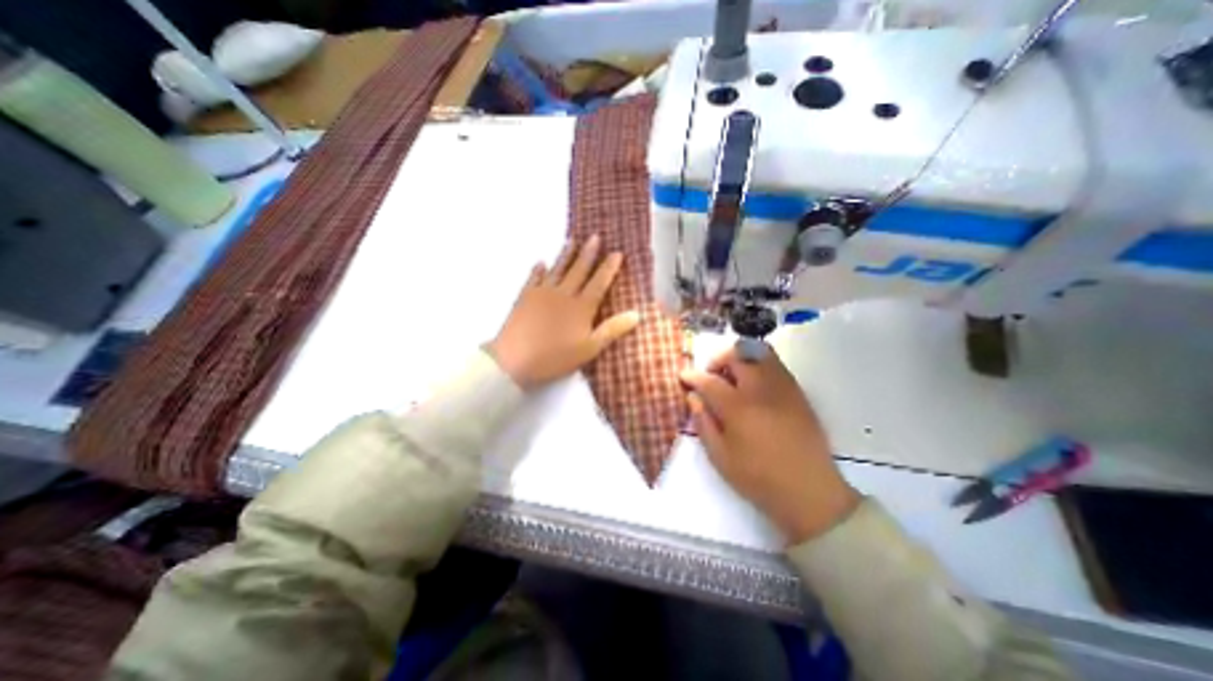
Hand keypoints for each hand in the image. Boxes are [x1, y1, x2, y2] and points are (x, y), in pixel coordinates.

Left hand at [487, 238, 639, 386]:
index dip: (609, 267)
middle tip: (595, 237)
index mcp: (581, 306)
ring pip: (557, 269)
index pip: (599, 282)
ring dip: (566, 254)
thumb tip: (637, 313)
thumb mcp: (589, 348)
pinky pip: (533, 277)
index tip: (617, 252)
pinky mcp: (525, 296)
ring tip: (572, 240)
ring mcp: (542, 293)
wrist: (514, 359)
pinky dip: (538, 269)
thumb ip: (612, 330)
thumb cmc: (555, 357)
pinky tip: (541, 263)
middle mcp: (563, 294)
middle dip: (588, 253)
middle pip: (578, 270)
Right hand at [682, 349, 860, 544]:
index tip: (684, 377)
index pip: (709, 380)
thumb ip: (703, 422)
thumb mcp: (720, 456)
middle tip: (711, 377)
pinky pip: (775, 364)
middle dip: (717, 360)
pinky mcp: (797, 392)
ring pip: (759, 352)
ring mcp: (782, 387)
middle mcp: (760, 389)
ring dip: (740, 358)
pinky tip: (753, 386)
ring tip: (733, 377)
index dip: (692, 376)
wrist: (810, 491)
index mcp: (738, 408)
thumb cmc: (758, 477)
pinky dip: (758, 364)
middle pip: (736, 355)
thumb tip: (693, 397)